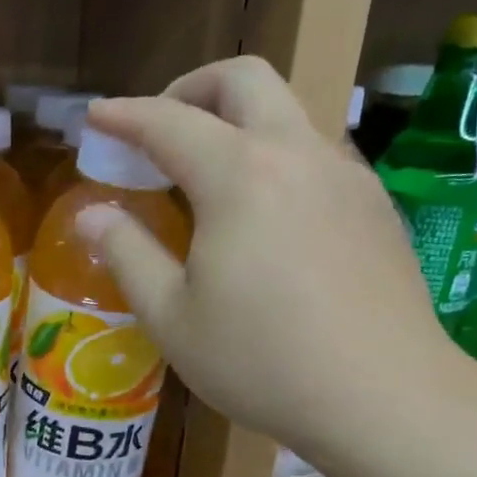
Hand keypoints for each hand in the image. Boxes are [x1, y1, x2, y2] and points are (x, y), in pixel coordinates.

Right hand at [78, 57, 464, 466]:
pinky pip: (316, 152)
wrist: (384, 397)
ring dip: (238, 120)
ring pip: (288, 111)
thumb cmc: (261, 361)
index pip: (168, 122)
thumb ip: (127, 254)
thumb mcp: (172, 317)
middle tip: (159, 131)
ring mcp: (346, 176)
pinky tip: (264, 215)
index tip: (95, 117)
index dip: (124, 115)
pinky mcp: (375, 205)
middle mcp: (297, 155)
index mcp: (239, 176)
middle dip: (190, 88)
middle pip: (244, 79)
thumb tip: (91, 215)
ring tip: (207, 176)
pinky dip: (274, 156)